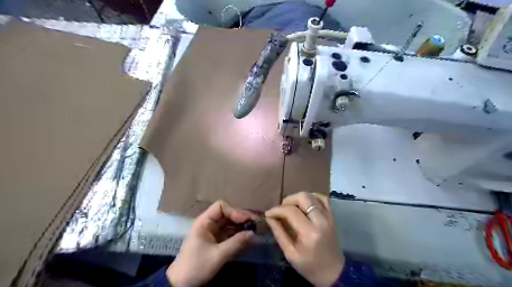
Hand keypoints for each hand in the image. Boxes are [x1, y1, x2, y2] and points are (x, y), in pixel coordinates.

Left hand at [167, 201, 257, 285]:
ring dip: (241, 227)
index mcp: (204, 222)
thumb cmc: (197, 266)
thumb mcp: (218, 255)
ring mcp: (212, 232)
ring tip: (253, 231)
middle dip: (241, 218)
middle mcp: (209, 224)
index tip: (246, 220)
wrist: (181, 284)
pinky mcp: (215, 241)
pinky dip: (237, 235)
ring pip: (229, 224)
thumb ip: (236, 243)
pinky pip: (229, 233)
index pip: (221, 207)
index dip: (234, 211)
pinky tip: (246, 239)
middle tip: (255, 225)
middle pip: (227, 214)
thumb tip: (253, 233)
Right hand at [263, 191, 343, 286]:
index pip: (291, 211)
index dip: (277, 210)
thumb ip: (279, 233)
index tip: (268, 213)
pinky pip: (323, 198)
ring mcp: (329, 217)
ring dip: (299, 198)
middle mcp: (321, 221)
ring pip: (312, 195)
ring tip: (292, 207)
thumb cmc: (310, 266)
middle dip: (288, 200)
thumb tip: (269, 217)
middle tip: (281, 209)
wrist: (333, 272)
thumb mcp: (290, 253)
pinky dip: (312, 197)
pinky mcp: (332, 216)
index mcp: (309, 233)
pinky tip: (305, 204)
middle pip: (303, 198)